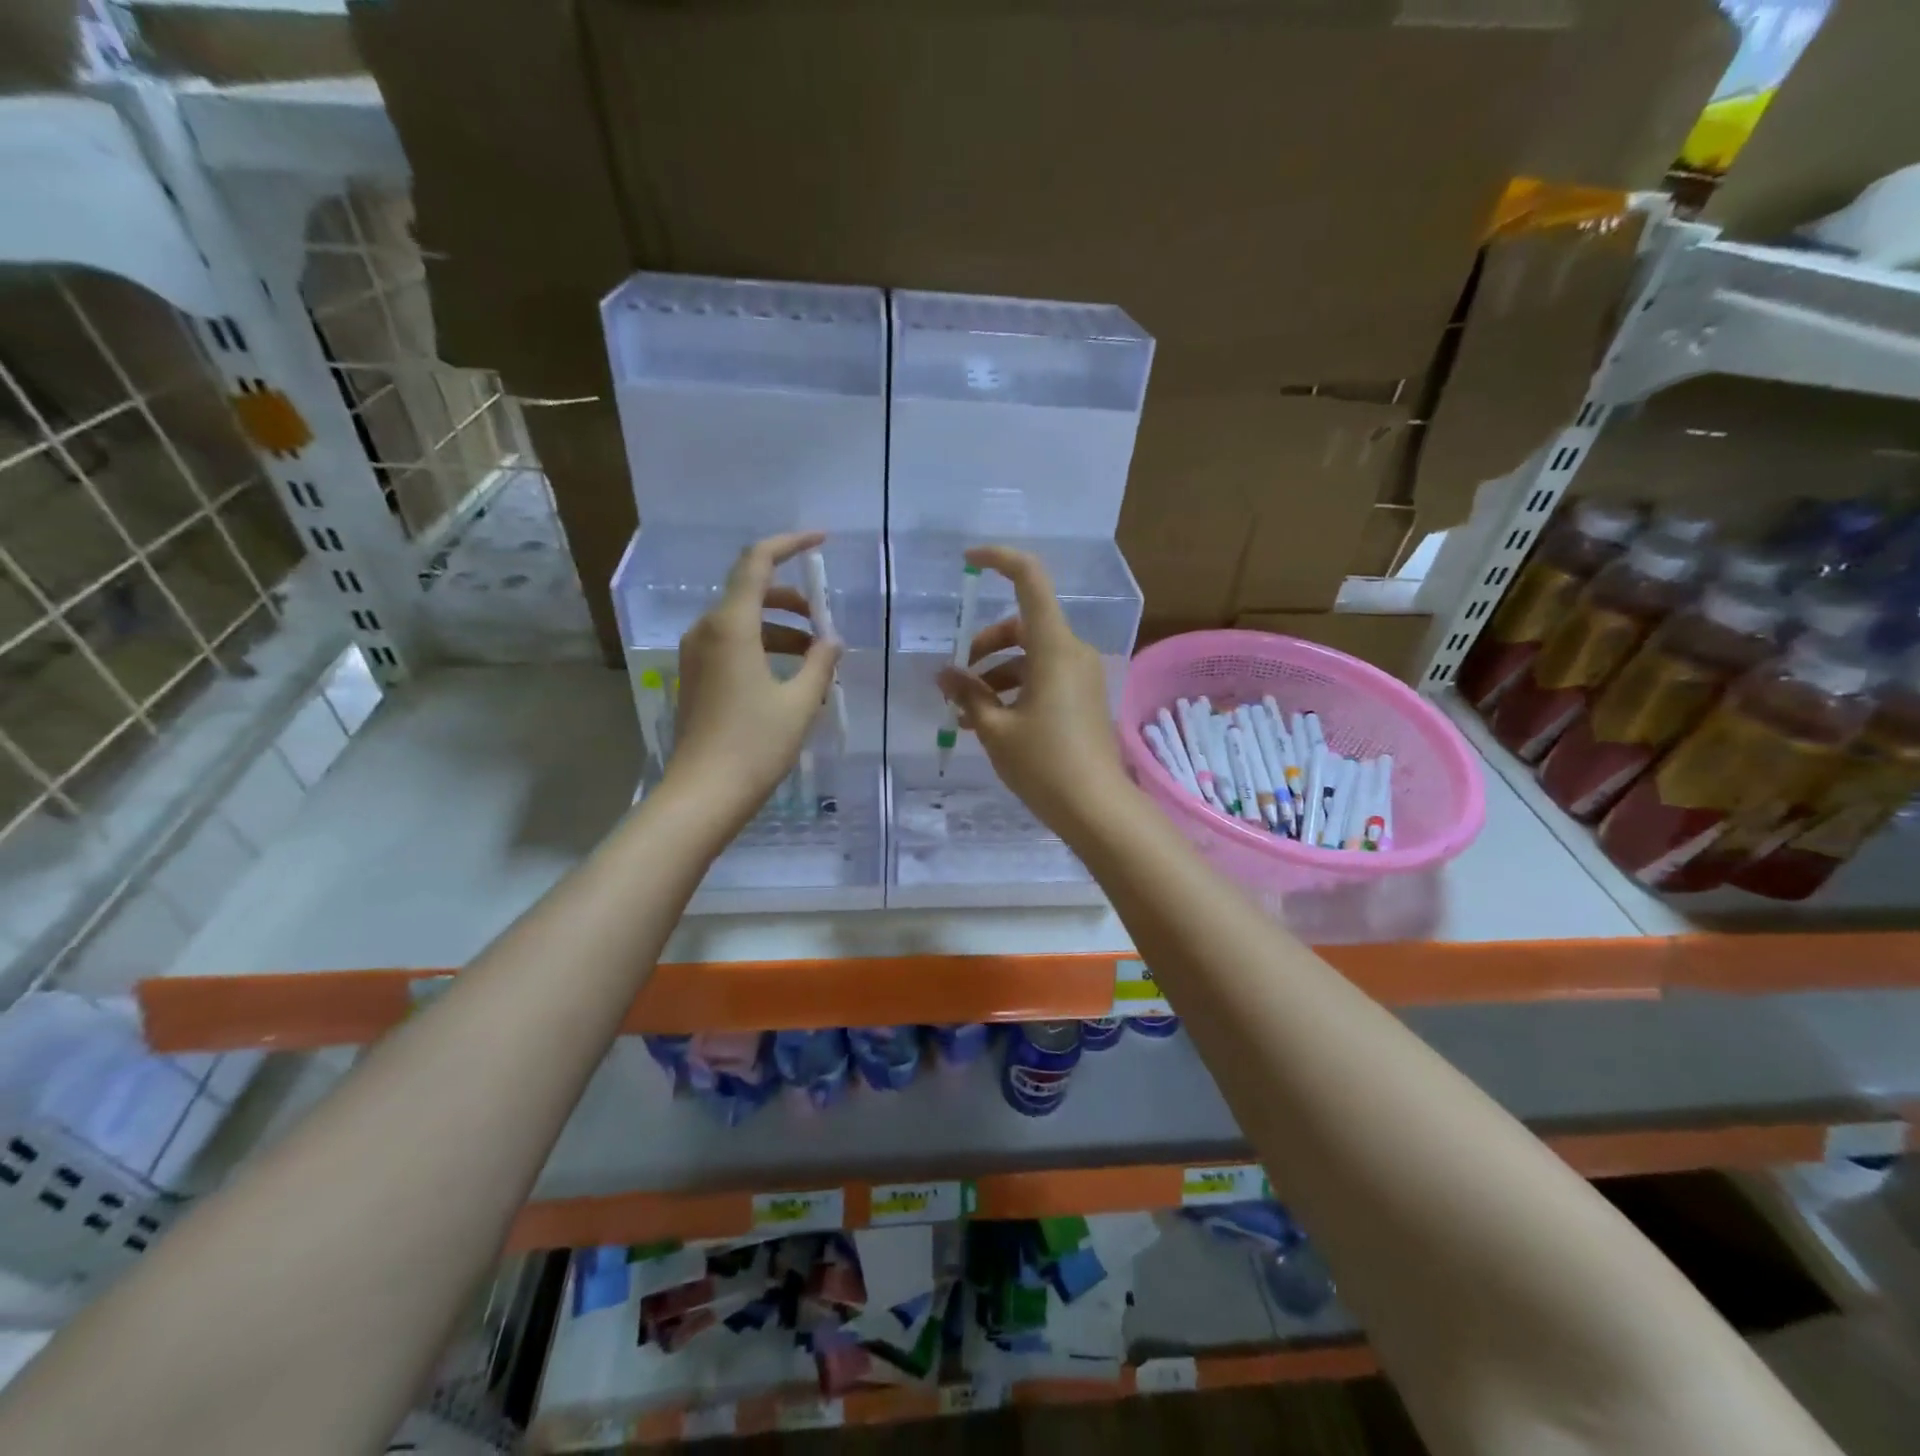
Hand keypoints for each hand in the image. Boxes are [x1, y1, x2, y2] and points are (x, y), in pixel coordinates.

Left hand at [667, 532, 841, 828]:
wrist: (703, 795)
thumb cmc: (755, 745)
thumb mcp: (800, 702)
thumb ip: (820, 663)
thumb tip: (831, 641)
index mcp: (731, 626)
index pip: (757, 562)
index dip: (790, 543)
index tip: (821, 541)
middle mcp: (706, 631)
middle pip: (750, 592)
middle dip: (792, 600)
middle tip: (824, 623)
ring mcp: (696, 655)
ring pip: (742, 622)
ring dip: (780, 630)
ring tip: (816, 659)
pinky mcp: (696, 678)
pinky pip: (732, 646)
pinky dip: (763, 648)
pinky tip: (789, 679)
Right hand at [937, 545, 1127, 834]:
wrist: (1096, 808)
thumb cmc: (1044, 764)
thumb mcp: (995, 729)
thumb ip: (967, 694)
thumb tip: (945, 674)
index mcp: (1053, 648)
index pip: (1030, 580)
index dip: (1000, 560)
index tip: (969, 561)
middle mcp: (1072, 652)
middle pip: (1023, 625)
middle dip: (985, 644)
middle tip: (957, 677)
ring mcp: (1081, 675)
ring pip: (1030, 656)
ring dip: (995, 675)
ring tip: (965, 713)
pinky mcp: (1083, 697)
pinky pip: (1043, 677)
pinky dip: (1015, 689)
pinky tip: (989, 722)